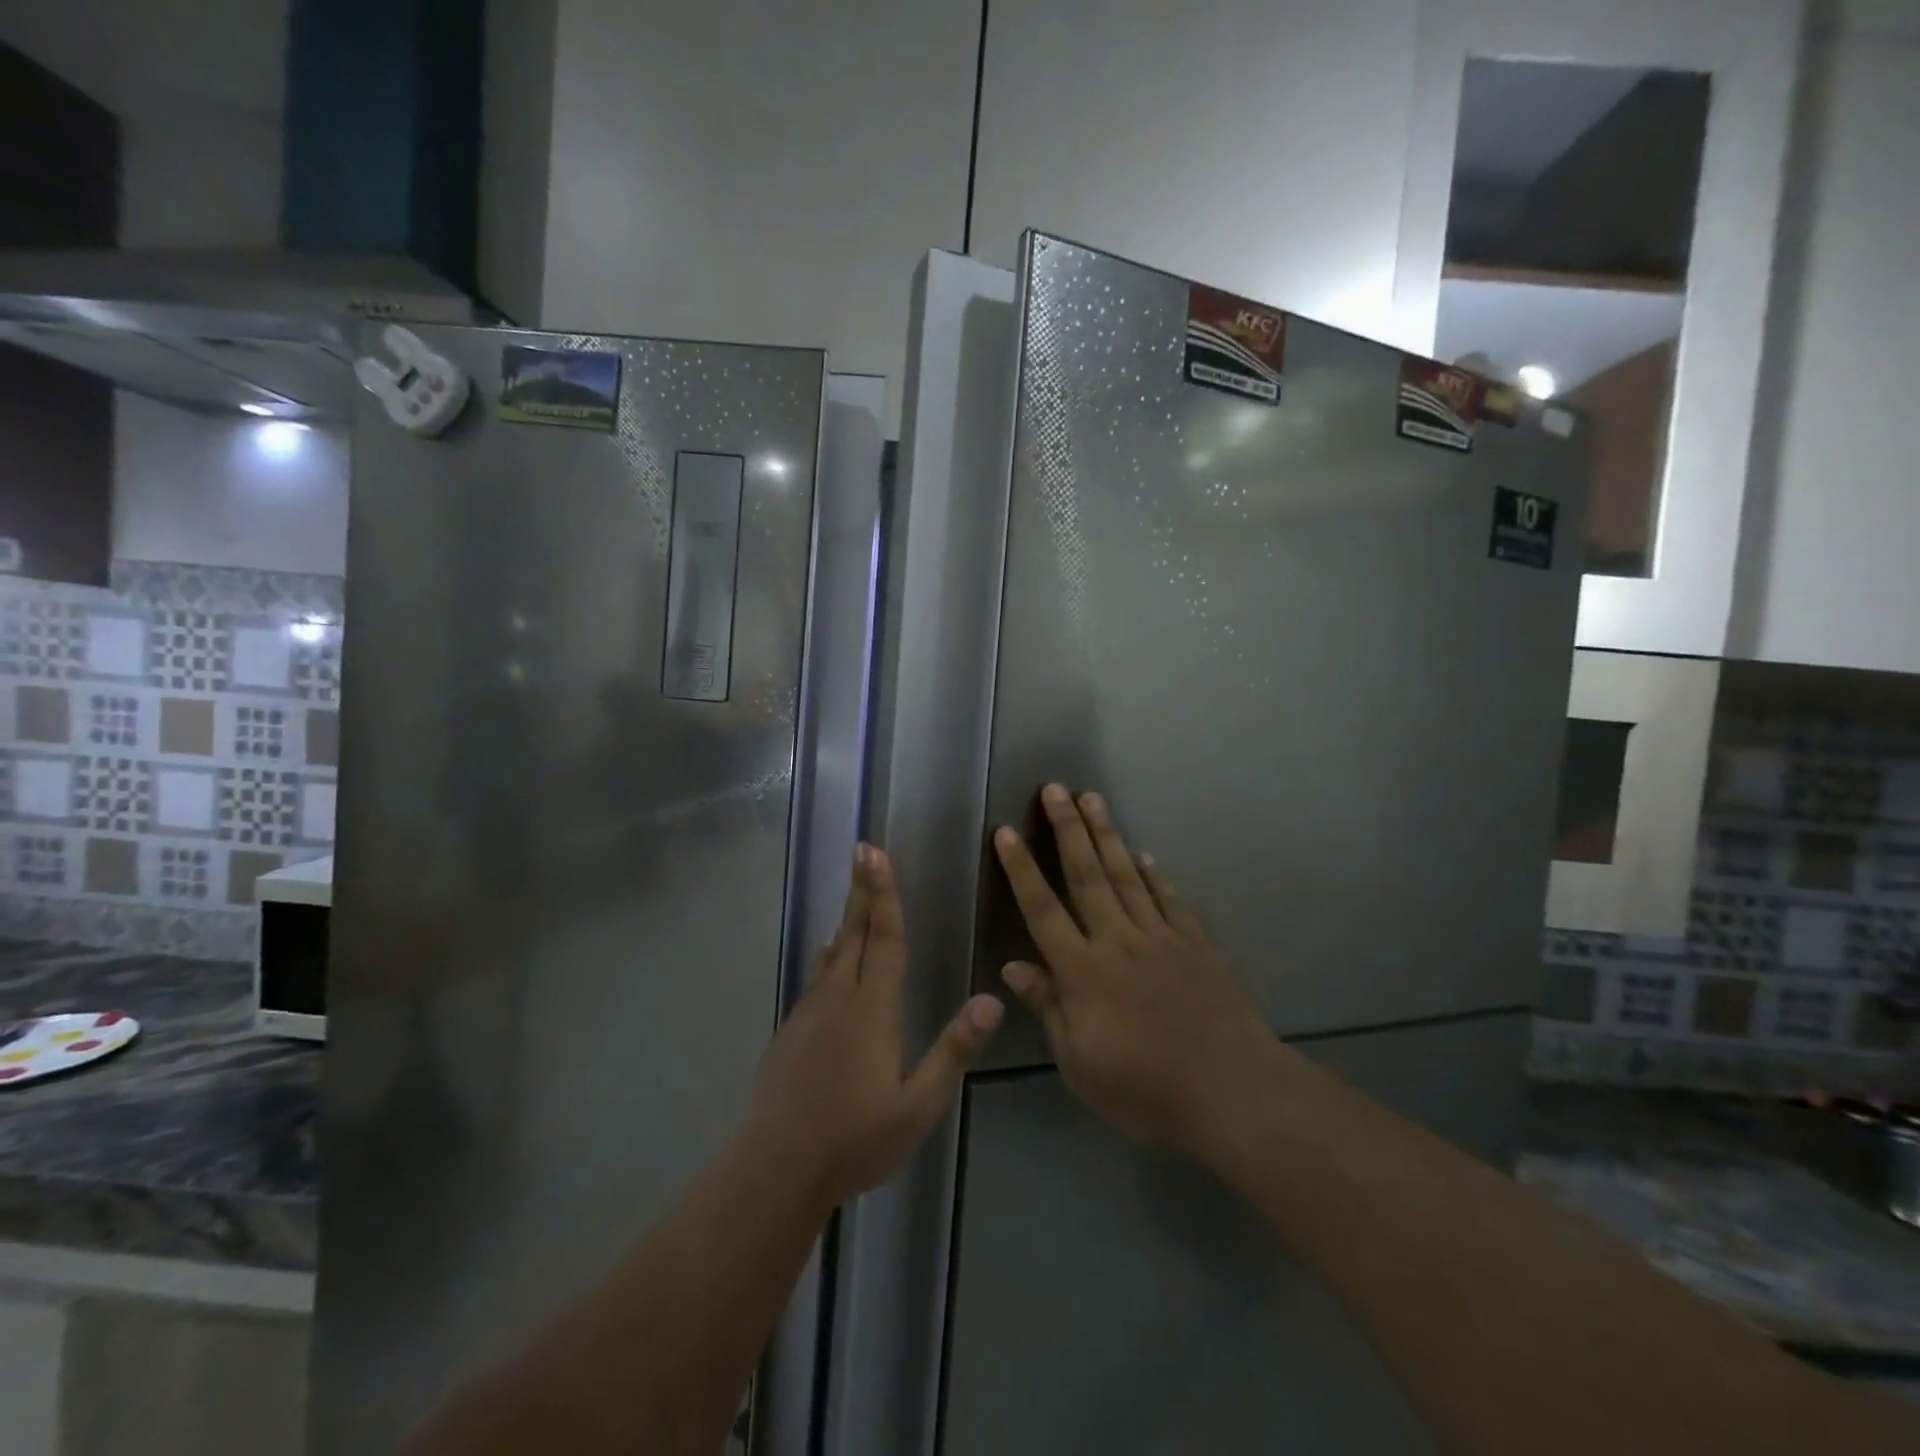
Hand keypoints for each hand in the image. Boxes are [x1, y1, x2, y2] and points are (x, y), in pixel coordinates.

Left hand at [744, 844, 1002, 1207]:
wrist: (777, 1166)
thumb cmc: (856, 1137)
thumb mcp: (918, 1104)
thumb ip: (954, 1050)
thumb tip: (992, 1000)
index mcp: (874, 1009)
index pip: (885, 939)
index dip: (885, 895)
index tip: (877, 854)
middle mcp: (840, 997)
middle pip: (856, 932)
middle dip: (864, 890)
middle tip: (863, 849)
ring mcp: (810, 1012)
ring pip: (833, 952)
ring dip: (847, 917)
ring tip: (854, 892)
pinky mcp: (791, 1030)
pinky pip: (817, 977)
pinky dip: (829, 954)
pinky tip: (830, 956)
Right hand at [993, 785, 1281, 1160]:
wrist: (1231, 1091)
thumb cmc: (1145, 1087)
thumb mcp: (1080, 1063)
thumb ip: (1048, 1008)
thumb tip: (1014, 966)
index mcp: (1082, 971)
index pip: (1042, 910)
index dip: (1022, 869)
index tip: (1006, 831)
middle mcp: (1118, 940)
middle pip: (1086, 875)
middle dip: (1067, 829)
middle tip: (1055, 788)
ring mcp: (1161, 937)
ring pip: (1127, 875)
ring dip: (1107, 835)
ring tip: (1092, 799)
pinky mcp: (1196, 944)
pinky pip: (1170, 899)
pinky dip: (1155, 875)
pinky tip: (1145, 854)